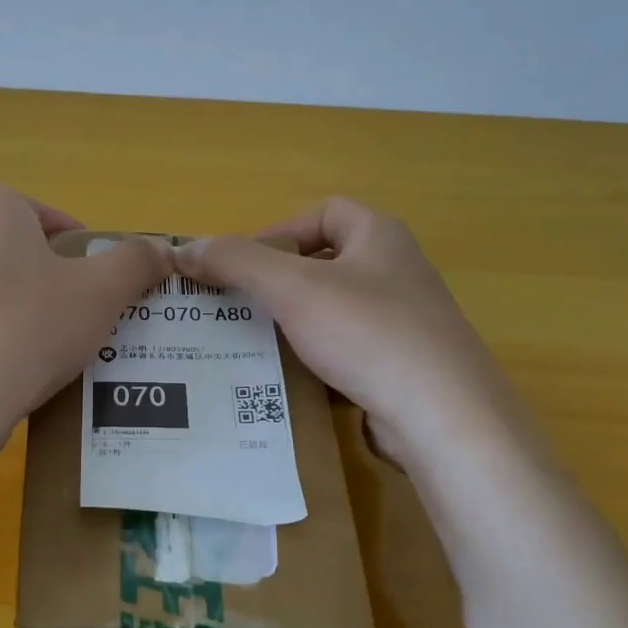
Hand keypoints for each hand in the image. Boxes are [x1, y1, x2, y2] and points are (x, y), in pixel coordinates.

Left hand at [0, 186, 170, 449]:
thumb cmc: (31, 330)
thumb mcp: (101, 293)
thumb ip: (135, 264)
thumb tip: (162, 249)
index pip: (19, 202)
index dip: (54, 224)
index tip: (82, 260)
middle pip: (2, 251)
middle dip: (39, 274)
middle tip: (74, 310)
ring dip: (11, 313)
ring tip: (45, 353)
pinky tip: (6, 382)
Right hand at [173, 197, 530, 467]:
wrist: (443, 415)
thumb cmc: (367, 333)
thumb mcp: (292, 289)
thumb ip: (236, 262)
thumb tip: (185, 250)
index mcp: (380, 236)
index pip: (324, 212)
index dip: (278, 231)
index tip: (242, 266)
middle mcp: (398, 271)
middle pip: (327, 263)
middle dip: (280, 283)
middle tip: (239, 308)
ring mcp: (407, 321)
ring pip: (336, 311)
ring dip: (296, 324)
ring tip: (254, 345)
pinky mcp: (406, 366)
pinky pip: (350, 351)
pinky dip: (319, 360)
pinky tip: (293, 381)